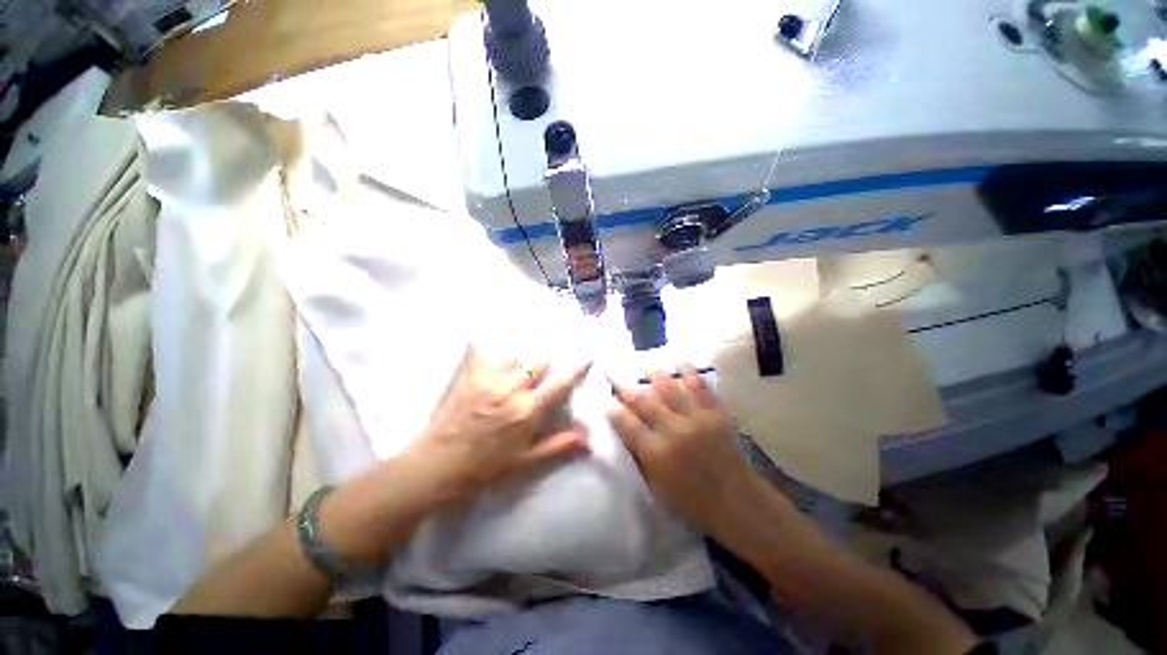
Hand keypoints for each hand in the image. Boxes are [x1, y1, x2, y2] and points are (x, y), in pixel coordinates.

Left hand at [407, 346, 592, 502]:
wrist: (438, 465)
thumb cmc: (486, 467)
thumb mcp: (525, 462)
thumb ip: (557, 446)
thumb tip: (587, 439)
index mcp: (528, 410)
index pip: (559, 384)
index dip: (576, 369)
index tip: (587, 357)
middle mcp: (511, 389)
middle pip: (538, 363)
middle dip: (546, 365)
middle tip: (542, 373)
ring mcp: (488, 379)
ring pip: (514, 357)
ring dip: (520, 362)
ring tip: (516, 371)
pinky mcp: (468, 376)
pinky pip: (482, 352)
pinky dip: (488, 350)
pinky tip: (487, 348)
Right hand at [608, 365, 762, 532]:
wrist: (737, 502)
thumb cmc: (692, 502)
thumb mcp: (656, 487)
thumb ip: (639, 457)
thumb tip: (624, 431)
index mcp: (656, 453)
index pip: (627, 423)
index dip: (613, 408)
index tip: (605, 397)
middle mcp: (673, 431)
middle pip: (642, 400)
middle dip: (622, 382)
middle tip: (611, 368)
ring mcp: (696, 419)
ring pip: (669, 387)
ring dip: (653, 371)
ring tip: (643, 360)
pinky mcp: (716, 413)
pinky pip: (699, 386)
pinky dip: (687, 371)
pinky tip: (677, 359)